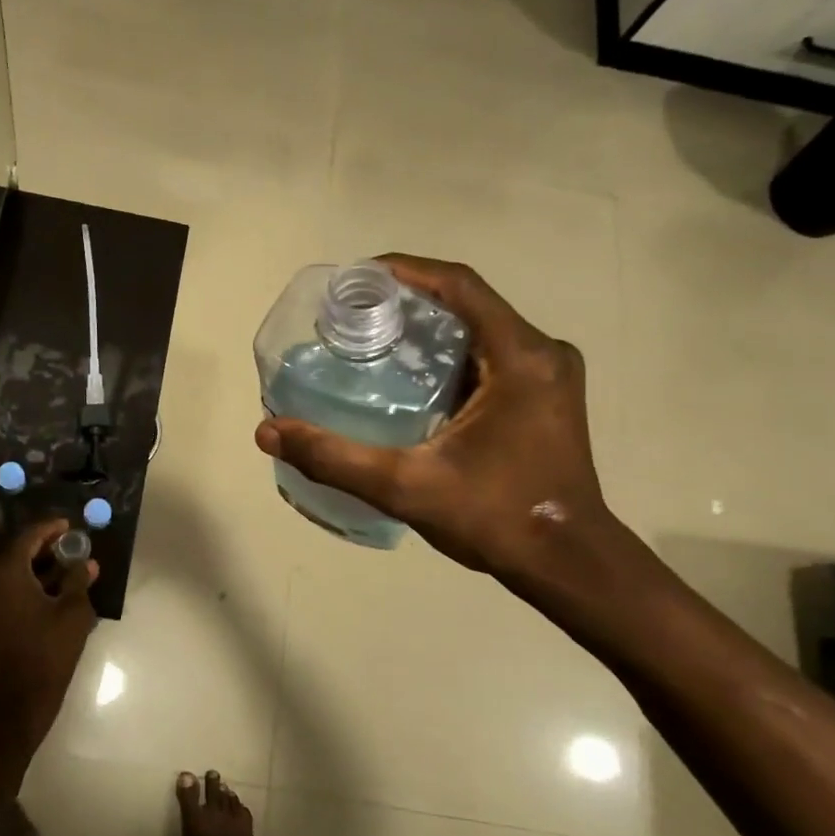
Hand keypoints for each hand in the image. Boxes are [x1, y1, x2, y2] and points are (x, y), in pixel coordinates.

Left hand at [0, 520, 99, 770]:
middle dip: (44, 550)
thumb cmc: (44, 656)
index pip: (28, 536)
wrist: (8, 709)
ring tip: (64, 573)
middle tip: (70, 549)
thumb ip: (78, 581)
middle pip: (15, 553)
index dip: (51, 528)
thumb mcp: (72, 616)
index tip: (70, 525)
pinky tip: (47, 594)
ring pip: (6, 573)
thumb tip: (85, 564)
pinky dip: (20, 587)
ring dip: (33, 571)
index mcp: (3, 571)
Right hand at [256, 254, 615, 586]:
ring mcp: (548, 374)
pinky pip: (489, 354)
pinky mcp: (544, 396)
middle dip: (408, 299)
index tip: (355, 279)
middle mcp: (541, 353)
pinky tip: (408, 376)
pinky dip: (447, 353)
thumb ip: (334, 458)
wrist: (567, 564)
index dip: (405, 270)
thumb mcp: (406, 487)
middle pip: (467, 302)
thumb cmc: (495, 519)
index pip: (458, 285)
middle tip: (352, 314)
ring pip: (478, 328)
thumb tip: (267, 432)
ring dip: (427, 326)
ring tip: (371, 338)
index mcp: (521, 357)